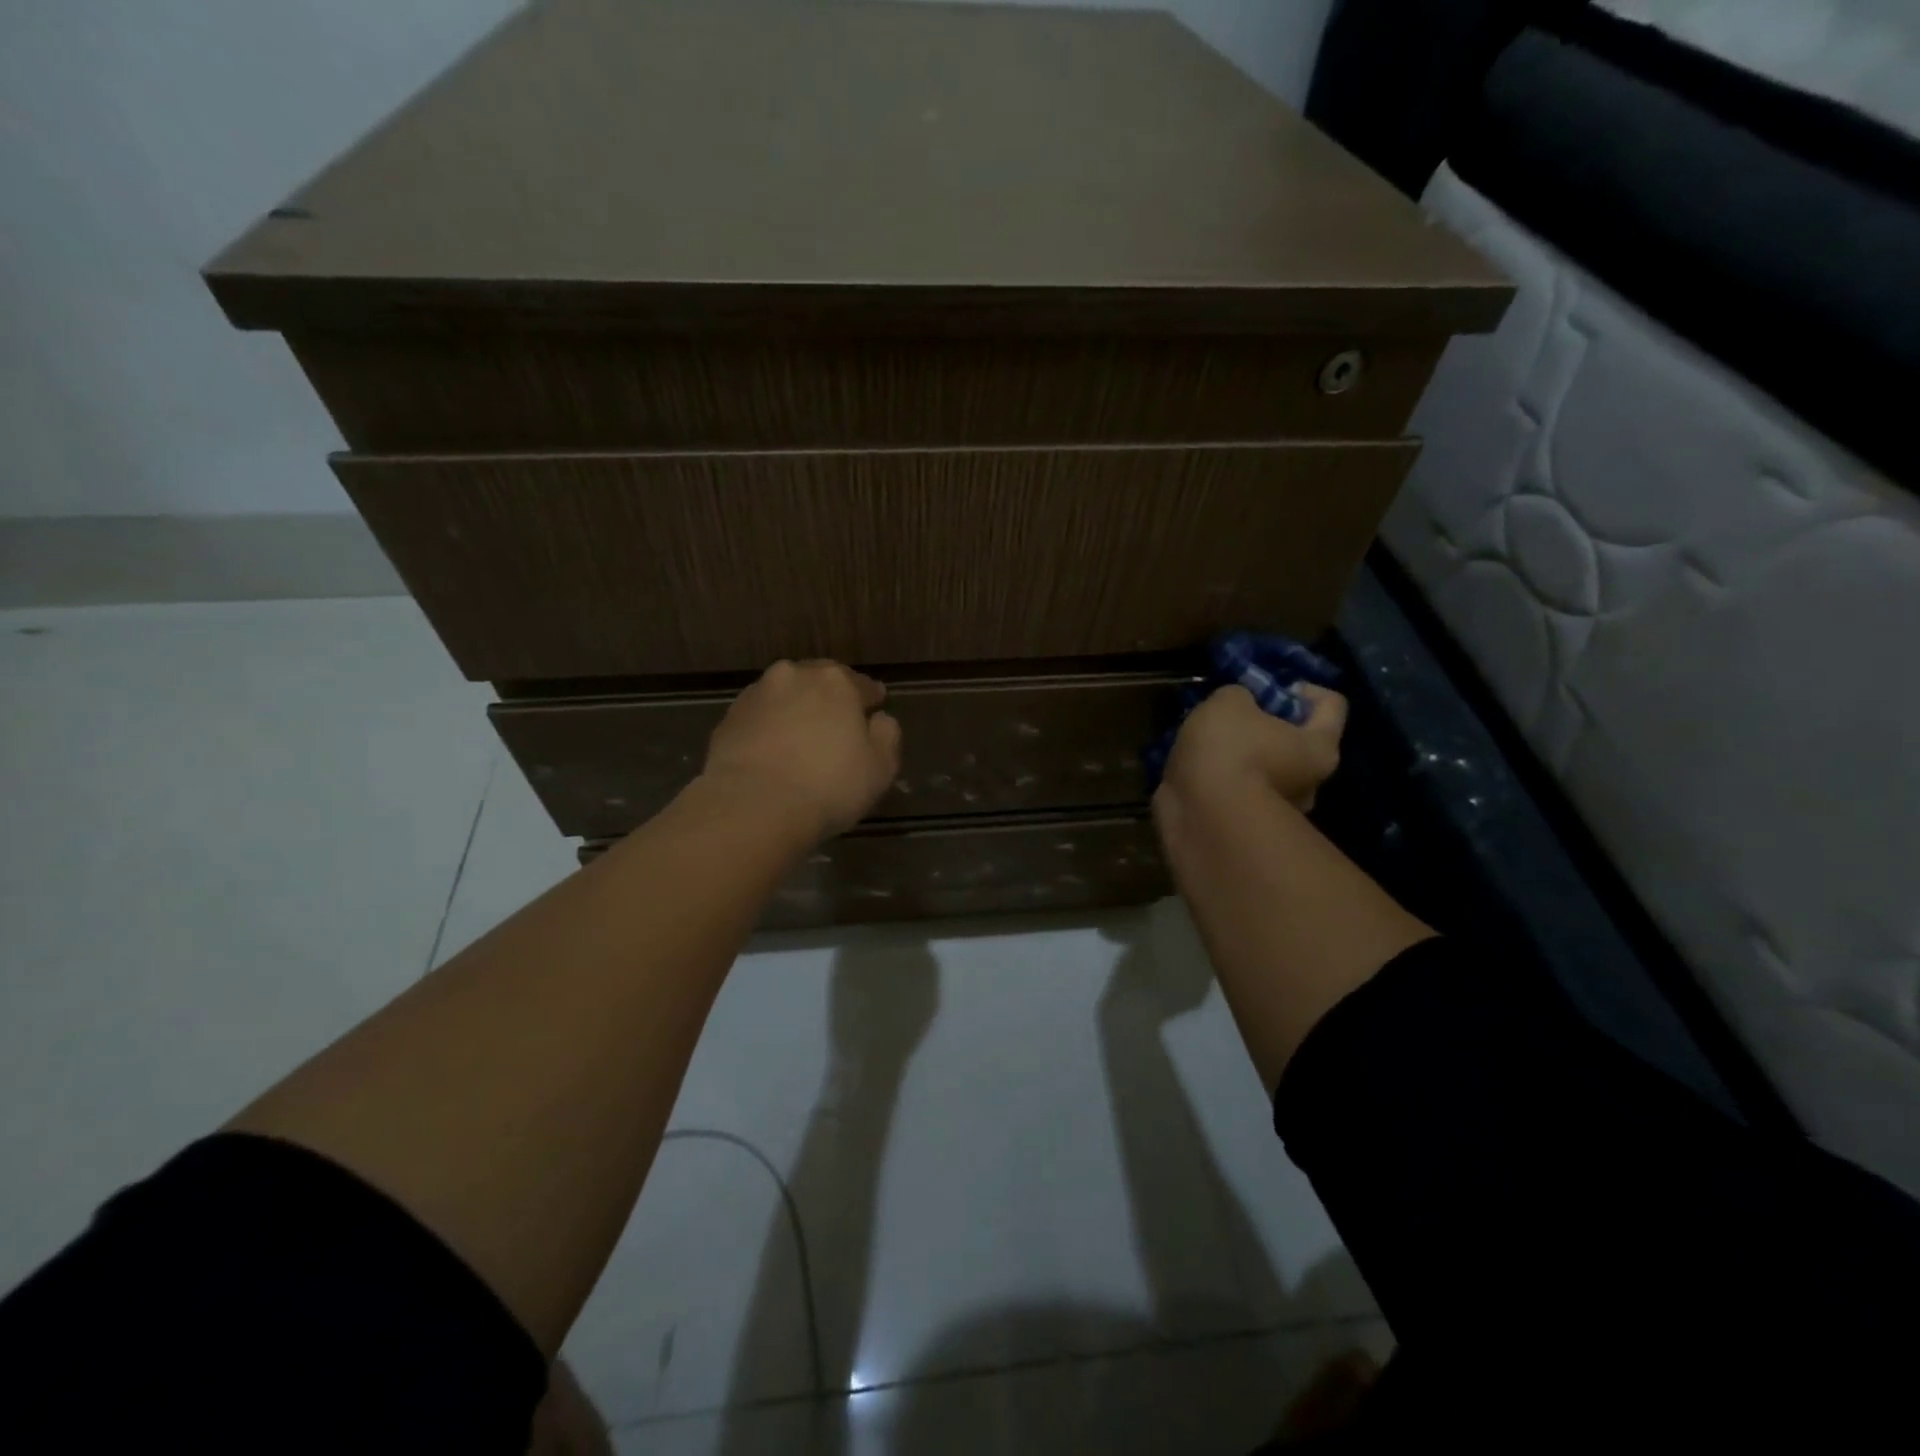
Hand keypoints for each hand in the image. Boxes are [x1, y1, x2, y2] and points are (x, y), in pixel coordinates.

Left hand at [702, 660, 901, 839]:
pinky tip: (772, 753)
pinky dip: (768, 729)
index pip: (861, 684)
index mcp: (836, 681)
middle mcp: (794, 676)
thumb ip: (887, 735)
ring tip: (801, 738)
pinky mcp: (727, 719)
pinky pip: (759, 719)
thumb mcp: (881, 767)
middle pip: (818, 682)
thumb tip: (880, 719)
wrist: (753, 806)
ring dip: (795, 710)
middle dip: (829, 698)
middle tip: (836, 723)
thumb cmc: (829, 785)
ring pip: (784, 697)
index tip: (875, 709)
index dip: (871, 698)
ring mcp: (756, 695)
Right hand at [1156, 682, 1347, 813]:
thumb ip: (1239, 695)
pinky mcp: (1248, 828)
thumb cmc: (1229, 749)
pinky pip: (1239, 792)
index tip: (1270, 689)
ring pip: (1266, 769)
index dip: (1303, 689)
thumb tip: (1239, 706)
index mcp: (1319, 746)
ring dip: (1241, 756)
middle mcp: (1310, 782)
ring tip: (1205, 747)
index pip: (1332, 704)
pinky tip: (1195, 773)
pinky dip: (1223, 782)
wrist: (1203, 817)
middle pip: (1296, 740)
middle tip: (1231, 717)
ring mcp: (1280, 810)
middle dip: (1265, 725)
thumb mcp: (1229, 701)